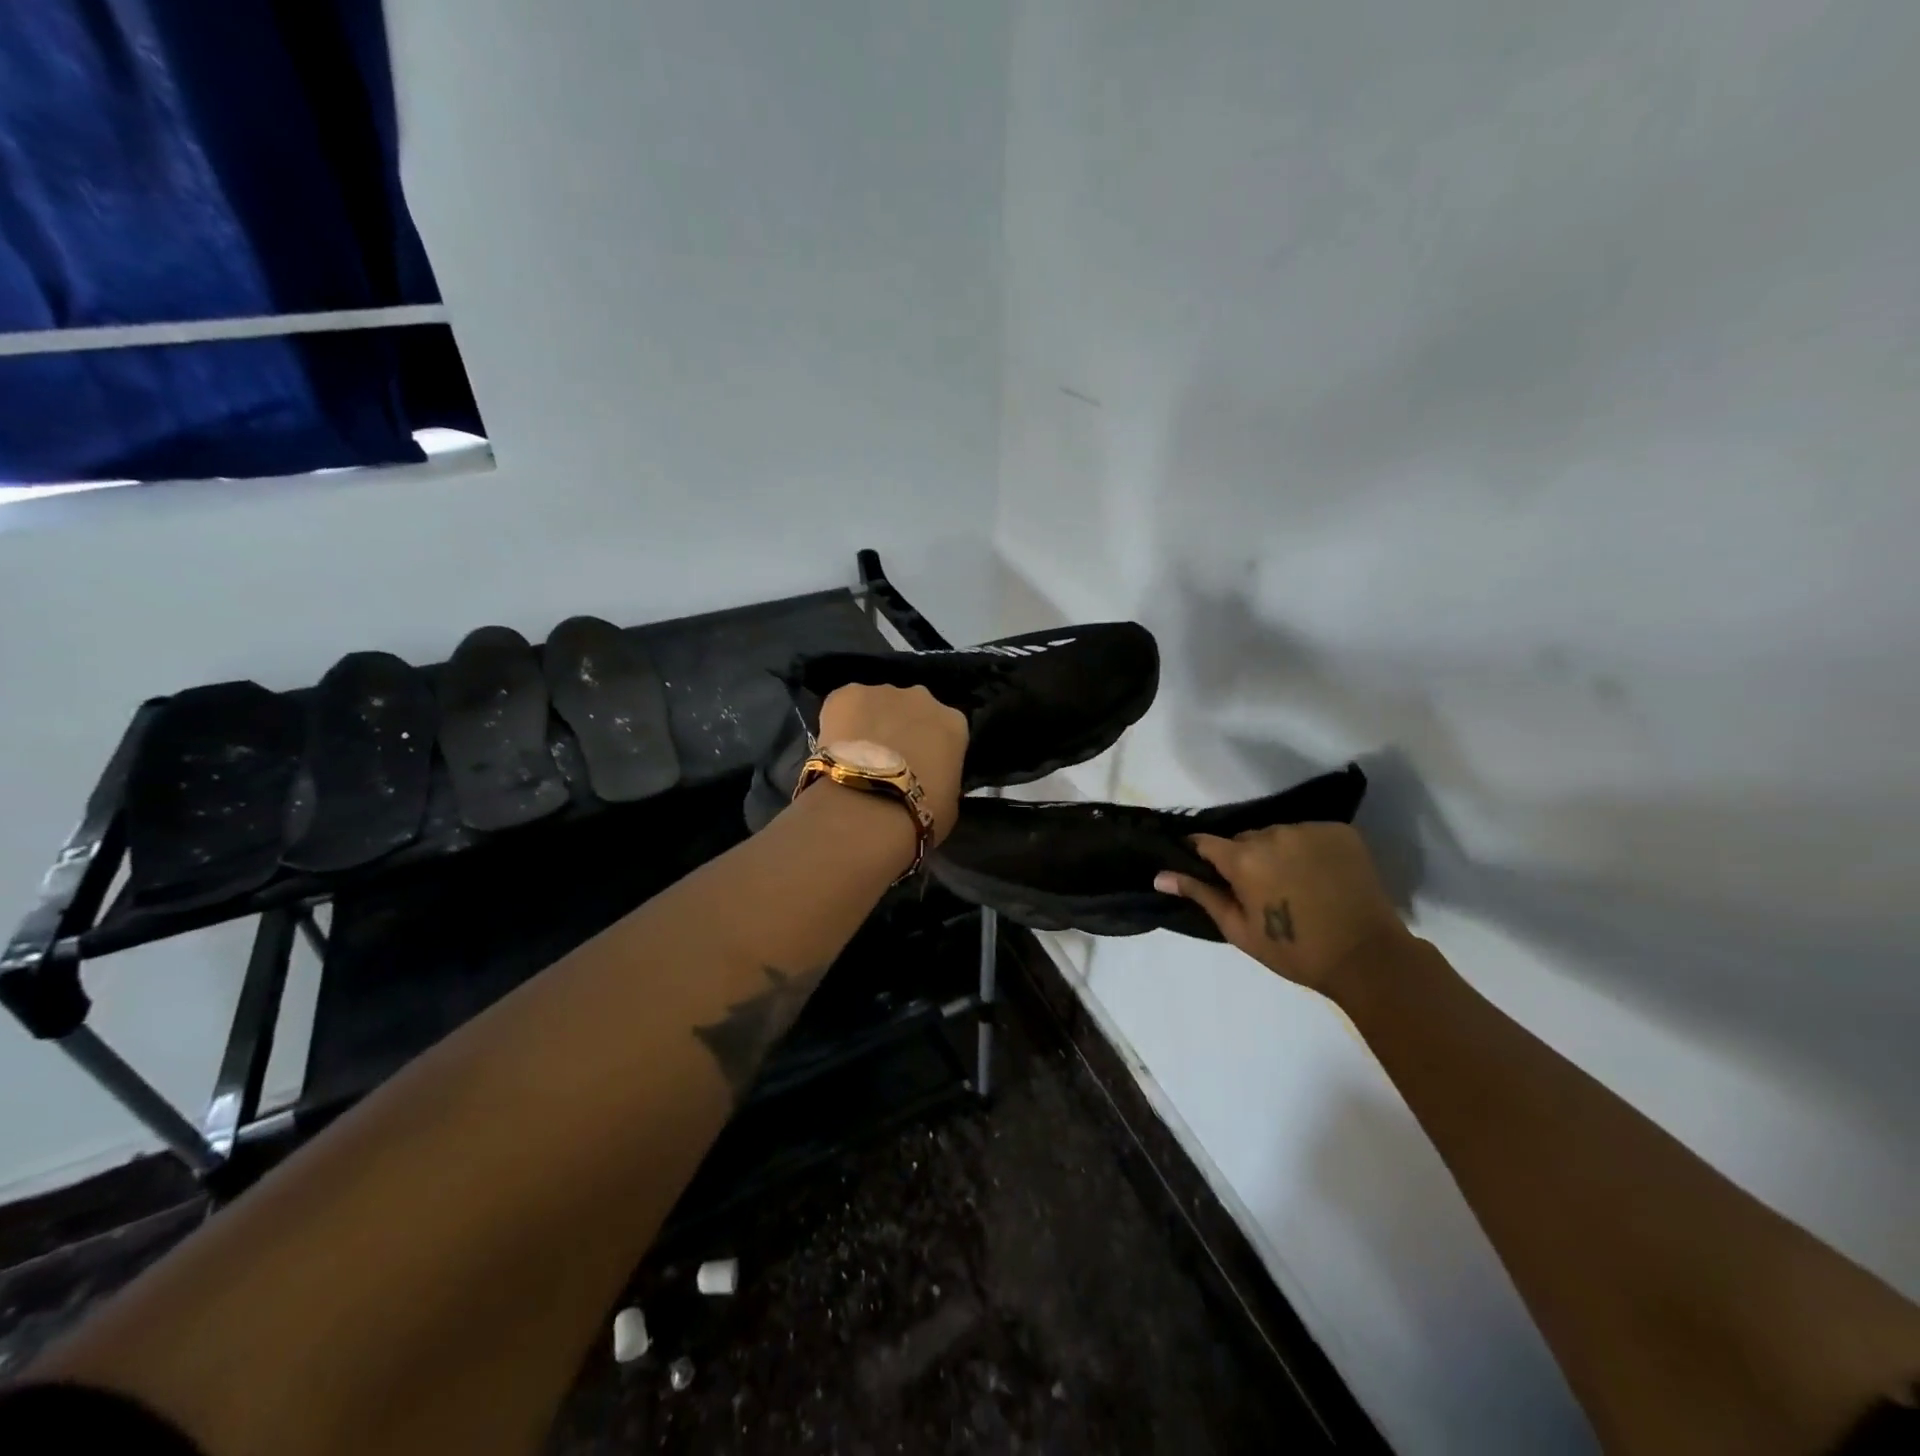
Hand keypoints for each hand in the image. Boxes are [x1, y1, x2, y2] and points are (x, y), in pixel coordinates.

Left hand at [816, 683, 967, 843]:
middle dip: (902, 727)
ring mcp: (883, 691)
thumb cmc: (919, 812)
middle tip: (887, 759)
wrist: (868, 806)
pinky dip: (840, 720)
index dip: (931, 747)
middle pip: (913, 709)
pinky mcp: (846, 693)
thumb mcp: (950, 801)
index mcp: (954, 723)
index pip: (946, 729)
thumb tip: (932, 778)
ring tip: (857, 755)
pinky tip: (835, 746)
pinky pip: (845, 704)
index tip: (921, 765)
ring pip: (877, 704)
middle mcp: (923, 697)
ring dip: (871, 723)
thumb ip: (943, 777)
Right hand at [1154, 823, 1412, 997]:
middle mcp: (1273, 834)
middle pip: (1244, 839)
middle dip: (1244, 858)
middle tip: (1260, 890)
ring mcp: (1309, 829)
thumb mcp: (1239, 929)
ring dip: (1276, 852)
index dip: (1203, 856)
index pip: (1206, 843)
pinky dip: (1308, 849)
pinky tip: (1319, 874)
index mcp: (1243, 858)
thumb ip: (1201, 895)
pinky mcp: (1340, 831)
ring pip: (1277, 835)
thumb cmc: (1294, 951)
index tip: (1208, 873)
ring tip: (1293, 883)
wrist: (1367, 957)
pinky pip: (1309, 833)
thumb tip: (1160, 875)